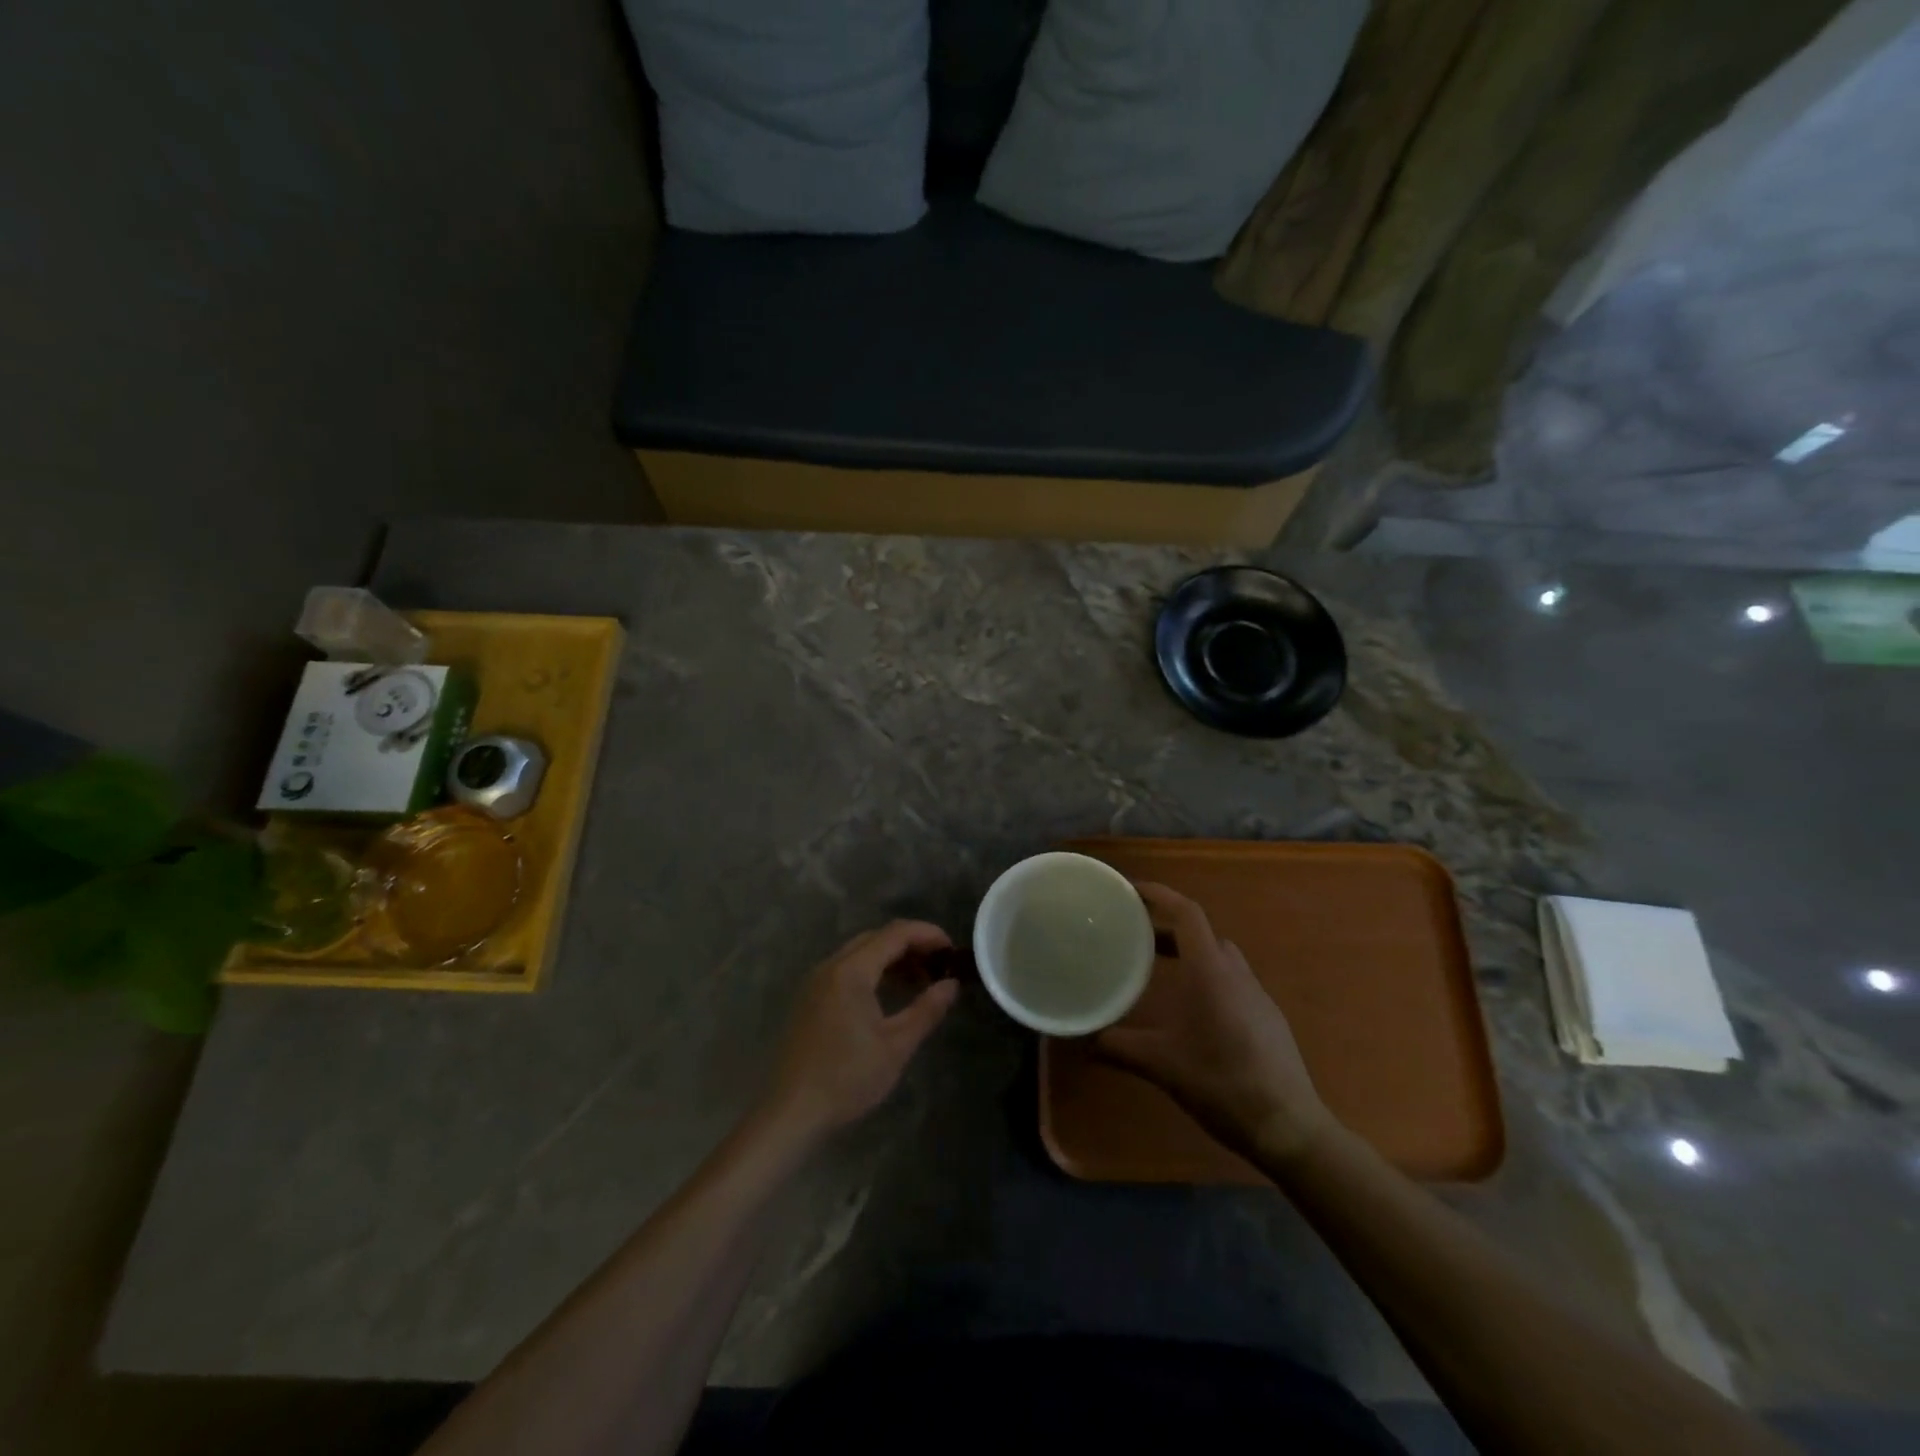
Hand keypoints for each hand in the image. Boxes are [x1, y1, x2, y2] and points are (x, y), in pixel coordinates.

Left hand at [766, 920, 959, 1144]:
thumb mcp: (896, 1046)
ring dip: (891, 957)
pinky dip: (872, 971)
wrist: (791, 1113)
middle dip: (911, 944)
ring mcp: (816, 981)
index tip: (953, 949)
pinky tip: (888, 994)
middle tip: (939, 964)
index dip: (927, 934)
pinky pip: (846, 969)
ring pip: (860, 952)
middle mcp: (830, 966)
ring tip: (921, 979)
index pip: (895, 933)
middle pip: (876, 937)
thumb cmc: (847, 1078)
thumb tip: (952, 984)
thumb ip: (927, 1009)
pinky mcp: (810, 998)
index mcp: (851, 971)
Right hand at [1096, 883, 1338, 1165]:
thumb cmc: (1222, 1084)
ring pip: (1220, 957)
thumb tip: (1083, 1041)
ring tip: (1158, 970)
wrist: (1289, 1128)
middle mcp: (1237, 974)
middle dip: (1167, 927)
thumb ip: (1119, 1048)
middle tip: (1134, 935)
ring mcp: (1257, 996)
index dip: (1159, 895)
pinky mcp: (1268, 1019)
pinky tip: (1192, 1010)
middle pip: (1202, 932)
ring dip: (1190, 953)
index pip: (1186, 913)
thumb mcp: (1162, 1066)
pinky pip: (1232, 981)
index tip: (1131, 891)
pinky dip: (1207, 978)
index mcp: (1211, 971)